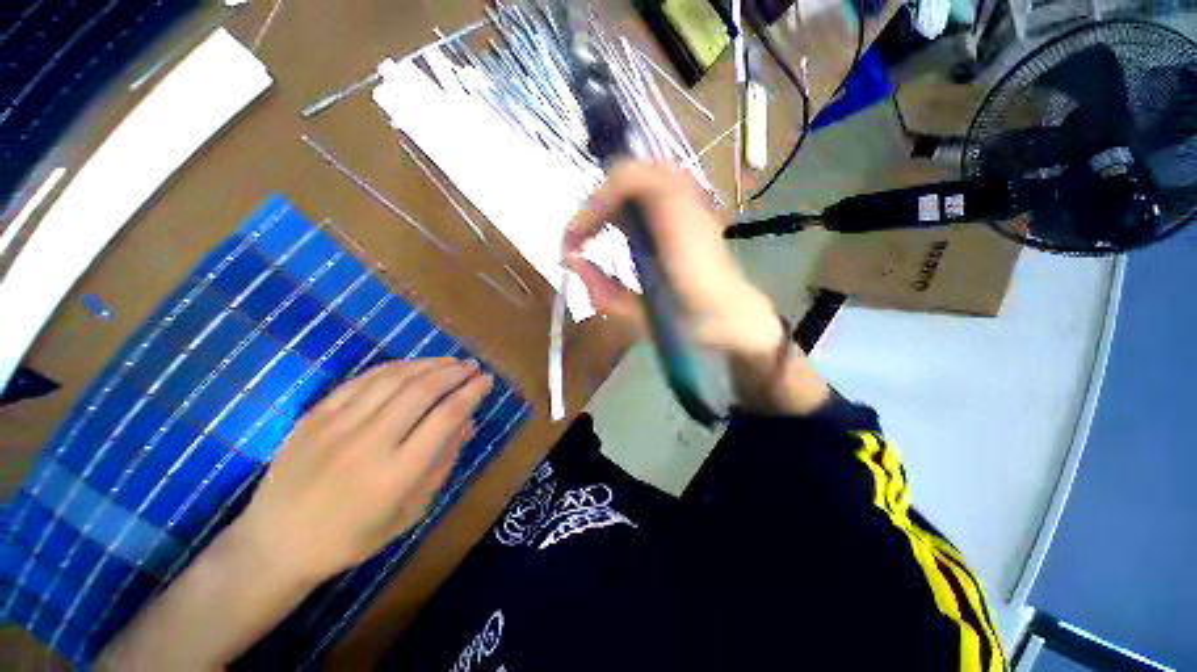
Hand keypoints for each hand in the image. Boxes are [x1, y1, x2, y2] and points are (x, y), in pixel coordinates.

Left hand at [230, 358, 492, 581]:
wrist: (275, 545)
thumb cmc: (352, 538)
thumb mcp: (409, 512)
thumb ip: (442, 463)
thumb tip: (469, 423)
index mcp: (395, 475)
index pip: (445, 418)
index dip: (471, 393)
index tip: (487, 380)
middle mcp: (368, 444)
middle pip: (422, 392)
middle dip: (454, 372)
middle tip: (473, 365)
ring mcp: (336, 427)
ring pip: (393, 379)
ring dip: (428, 364)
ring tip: (450, 361)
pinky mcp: (314, 417)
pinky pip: (361, 381)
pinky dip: (393, 368)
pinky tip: (411, 365)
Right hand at [565, 161, 783, 361]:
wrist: (737, 320)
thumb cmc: (693, 325)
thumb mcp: (642, 319)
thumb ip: (605, 291)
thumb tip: (572, 262)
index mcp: (678, 230)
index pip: (630, 182)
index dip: (593, 206)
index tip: (574, 241)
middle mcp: (687, 205)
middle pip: (631, 174)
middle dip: (595, 205)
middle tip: (579, 238)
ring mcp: (691, 203)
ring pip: (640, 179)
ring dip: (609, 203)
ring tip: (593, 234)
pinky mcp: (690, 210)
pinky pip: (650, 191)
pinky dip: (625, 205)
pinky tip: (617, 231)